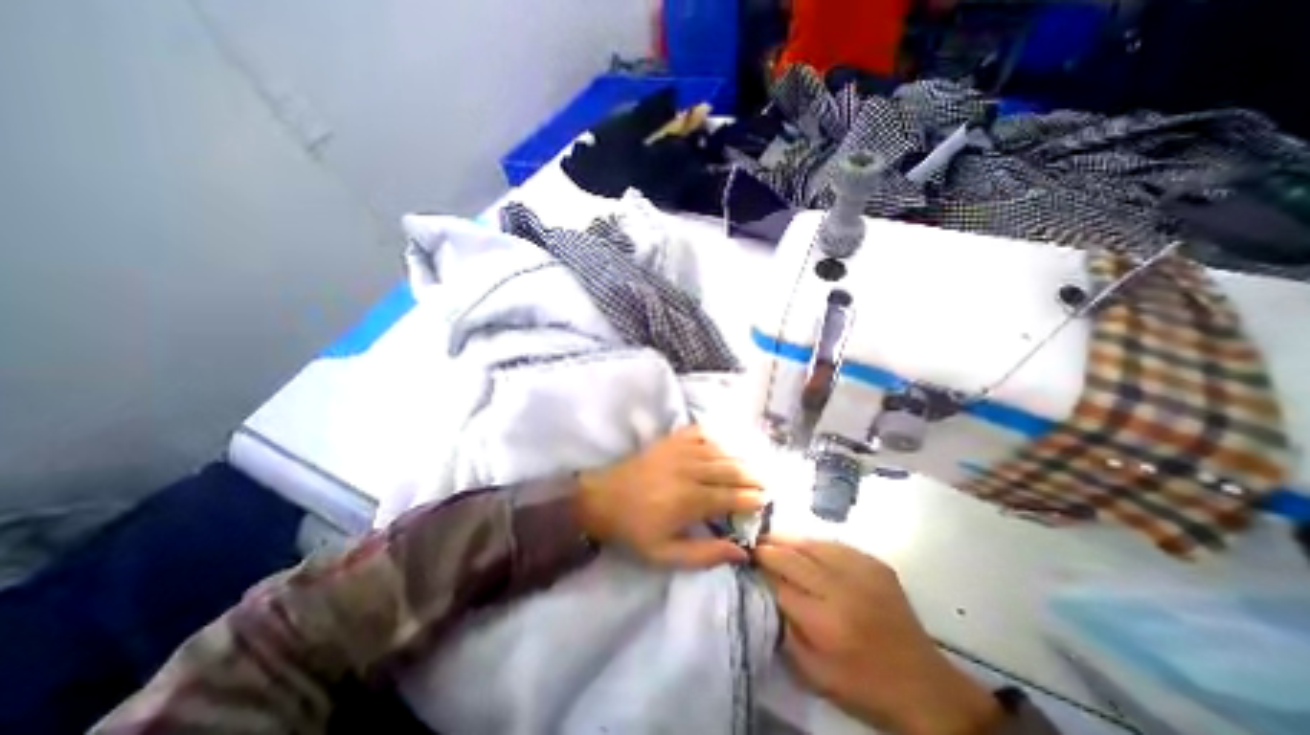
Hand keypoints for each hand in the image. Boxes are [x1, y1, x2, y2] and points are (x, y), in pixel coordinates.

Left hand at [575, 424, 770, 567]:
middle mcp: (690, 471)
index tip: (765, 500)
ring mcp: (679, 451)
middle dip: (752, 476)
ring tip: (753, 463)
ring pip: (719, 450)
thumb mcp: (665, 555)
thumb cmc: (634, 530)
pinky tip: (723, 441)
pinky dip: (715, 436)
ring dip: (739, 456)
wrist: (602, 499)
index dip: (751, 498)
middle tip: (766, 481)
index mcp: (690, 500)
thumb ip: (704, 555)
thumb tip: (741, 552)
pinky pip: (698, 432)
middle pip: (730, 470)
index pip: (731, 497)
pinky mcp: (669, 441)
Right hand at [752, 535, 999, 734]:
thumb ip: (784, 630)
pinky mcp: (875, 564)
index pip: (779, 583)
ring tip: (773, 539)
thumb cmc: (863, 685)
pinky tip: (805, 547)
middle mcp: (841, 589)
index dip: (760, 569)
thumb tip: (765, 591)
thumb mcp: (813, 673)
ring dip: (789, 540)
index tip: (746, 560)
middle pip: (793, 557)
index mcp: (825, 622)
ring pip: (812, 544)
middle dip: (769, 548)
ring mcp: (861, 572)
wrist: (924, 686)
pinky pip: (835, 544)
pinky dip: (814, 544)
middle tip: (754, 544)